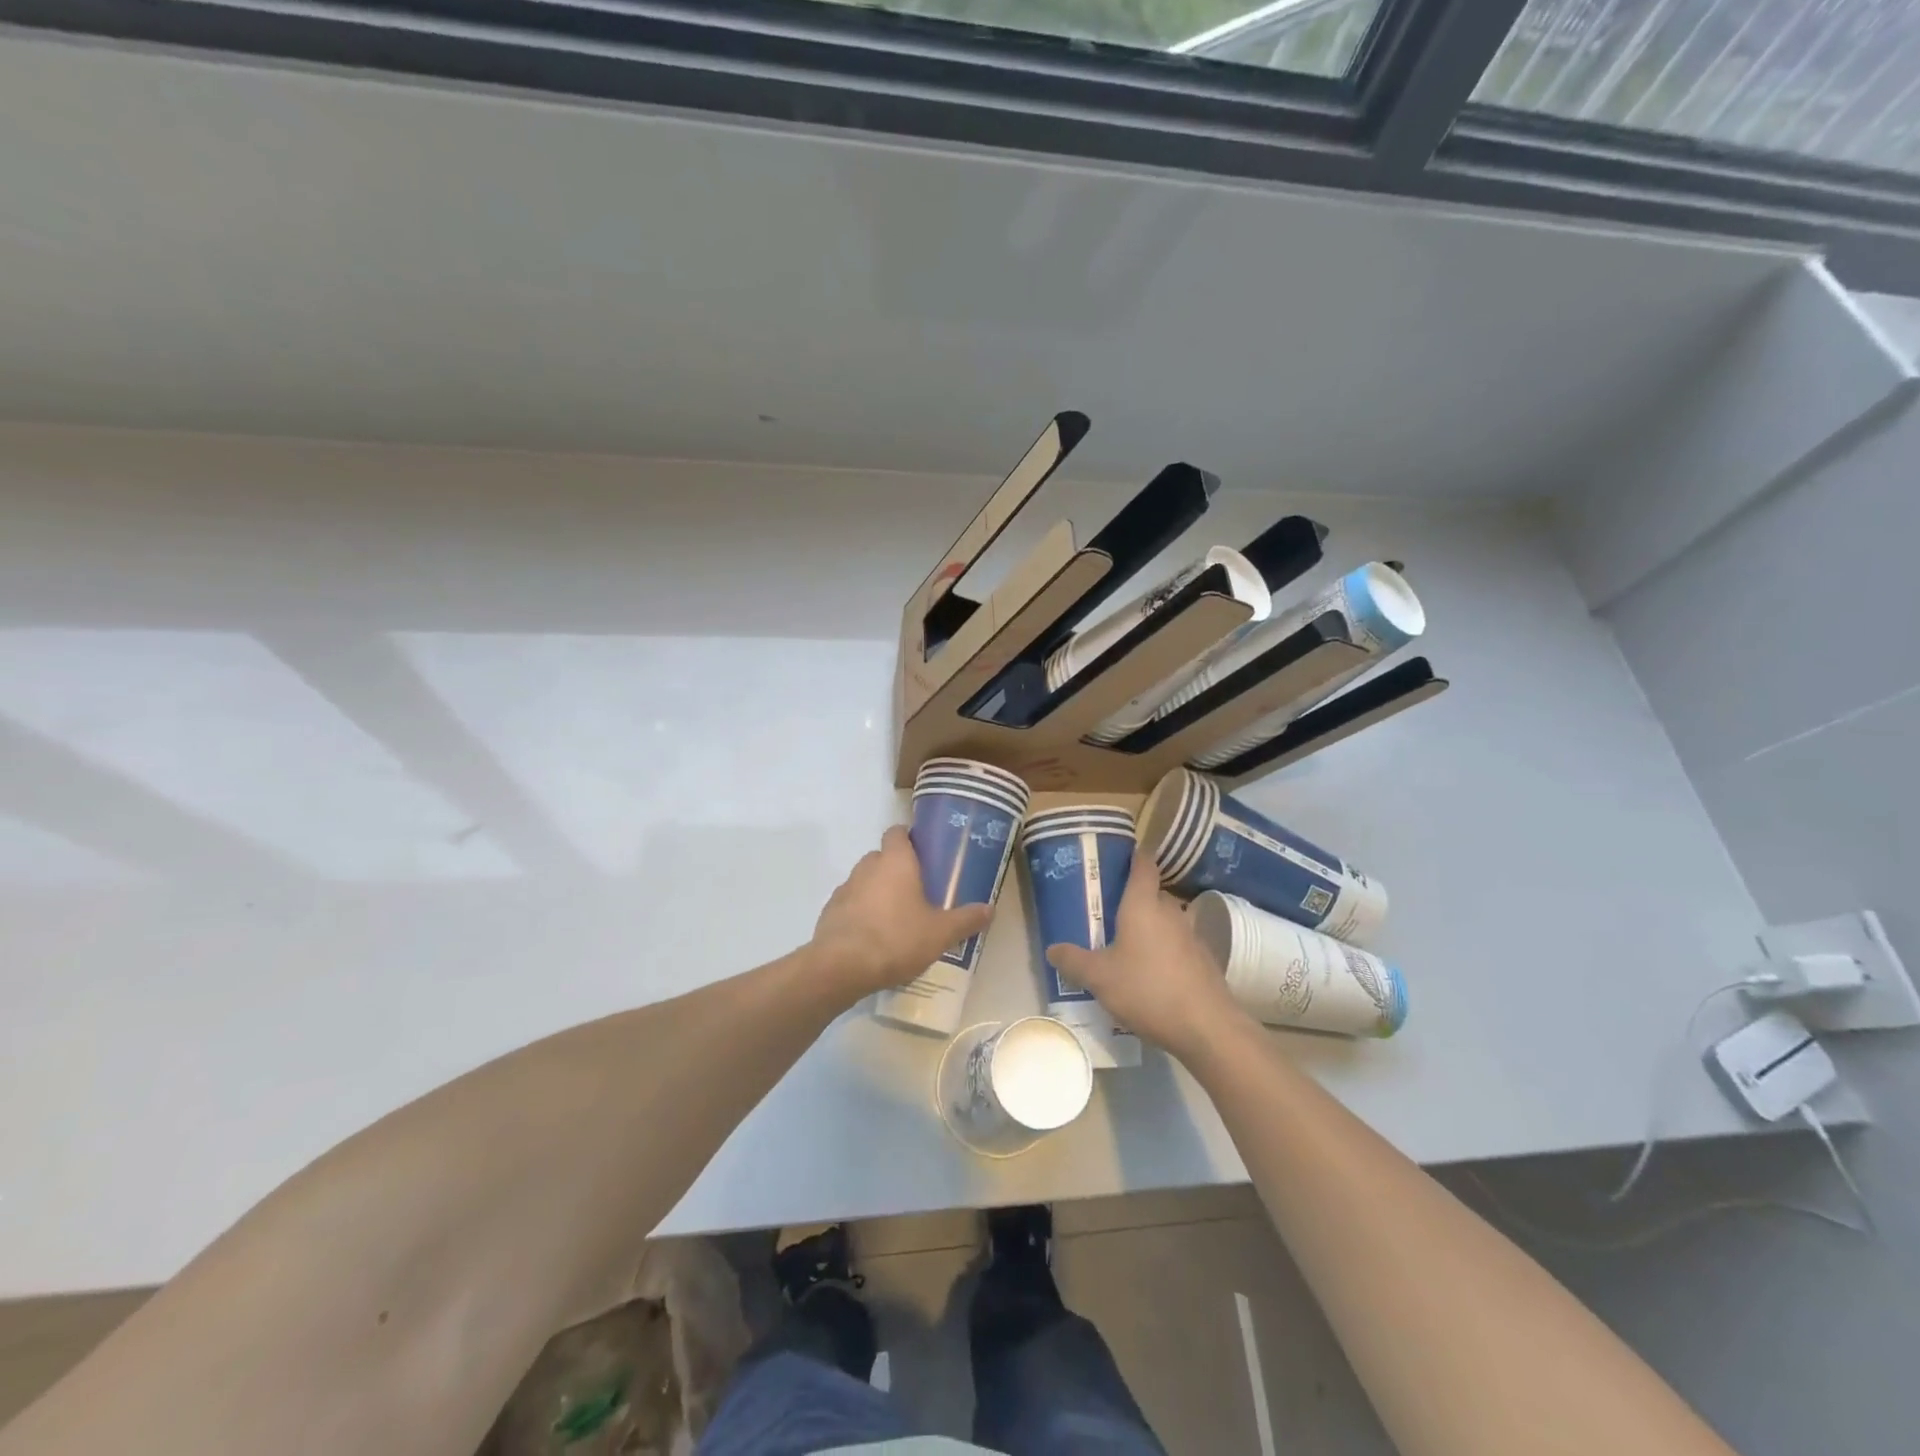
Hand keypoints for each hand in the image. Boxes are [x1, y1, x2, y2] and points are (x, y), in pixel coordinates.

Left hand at [810, 826, 994, 996]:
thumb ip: (966, 919)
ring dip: (878, 892)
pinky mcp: (829, 911)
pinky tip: (873, 937)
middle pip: (882, 857)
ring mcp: (844, 888)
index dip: (909, 839)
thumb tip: (990, 908)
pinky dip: (861, 913)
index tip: (925, 855)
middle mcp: (867, 866)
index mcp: (895, 861)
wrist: (841, 967)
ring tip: (896, 918)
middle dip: (897, 870)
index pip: (898, 832)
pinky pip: (850, 904)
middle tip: (918, 892)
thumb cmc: (896, 939)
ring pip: (865, 881)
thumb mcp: (940, 933)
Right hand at [1046, 864, 1251, 1061]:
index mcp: (1143, 905)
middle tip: (1109, 910)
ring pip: (1167, 920)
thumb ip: (1074, 961)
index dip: (1134, 856)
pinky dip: (1165, 949)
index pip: (1143, 865)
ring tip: (1128, 943)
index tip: (1120, 857)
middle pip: (1153, 893)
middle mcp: (1170, 912)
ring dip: (1151, 926)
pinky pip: (1179, 944)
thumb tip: (1052, 948)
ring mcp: (1192, 935)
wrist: (1207, 1027)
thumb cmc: (1148, 990)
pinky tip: (1153, 972)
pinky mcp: (1204, 960)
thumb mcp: (1100, 978)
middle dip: (1134, 899)